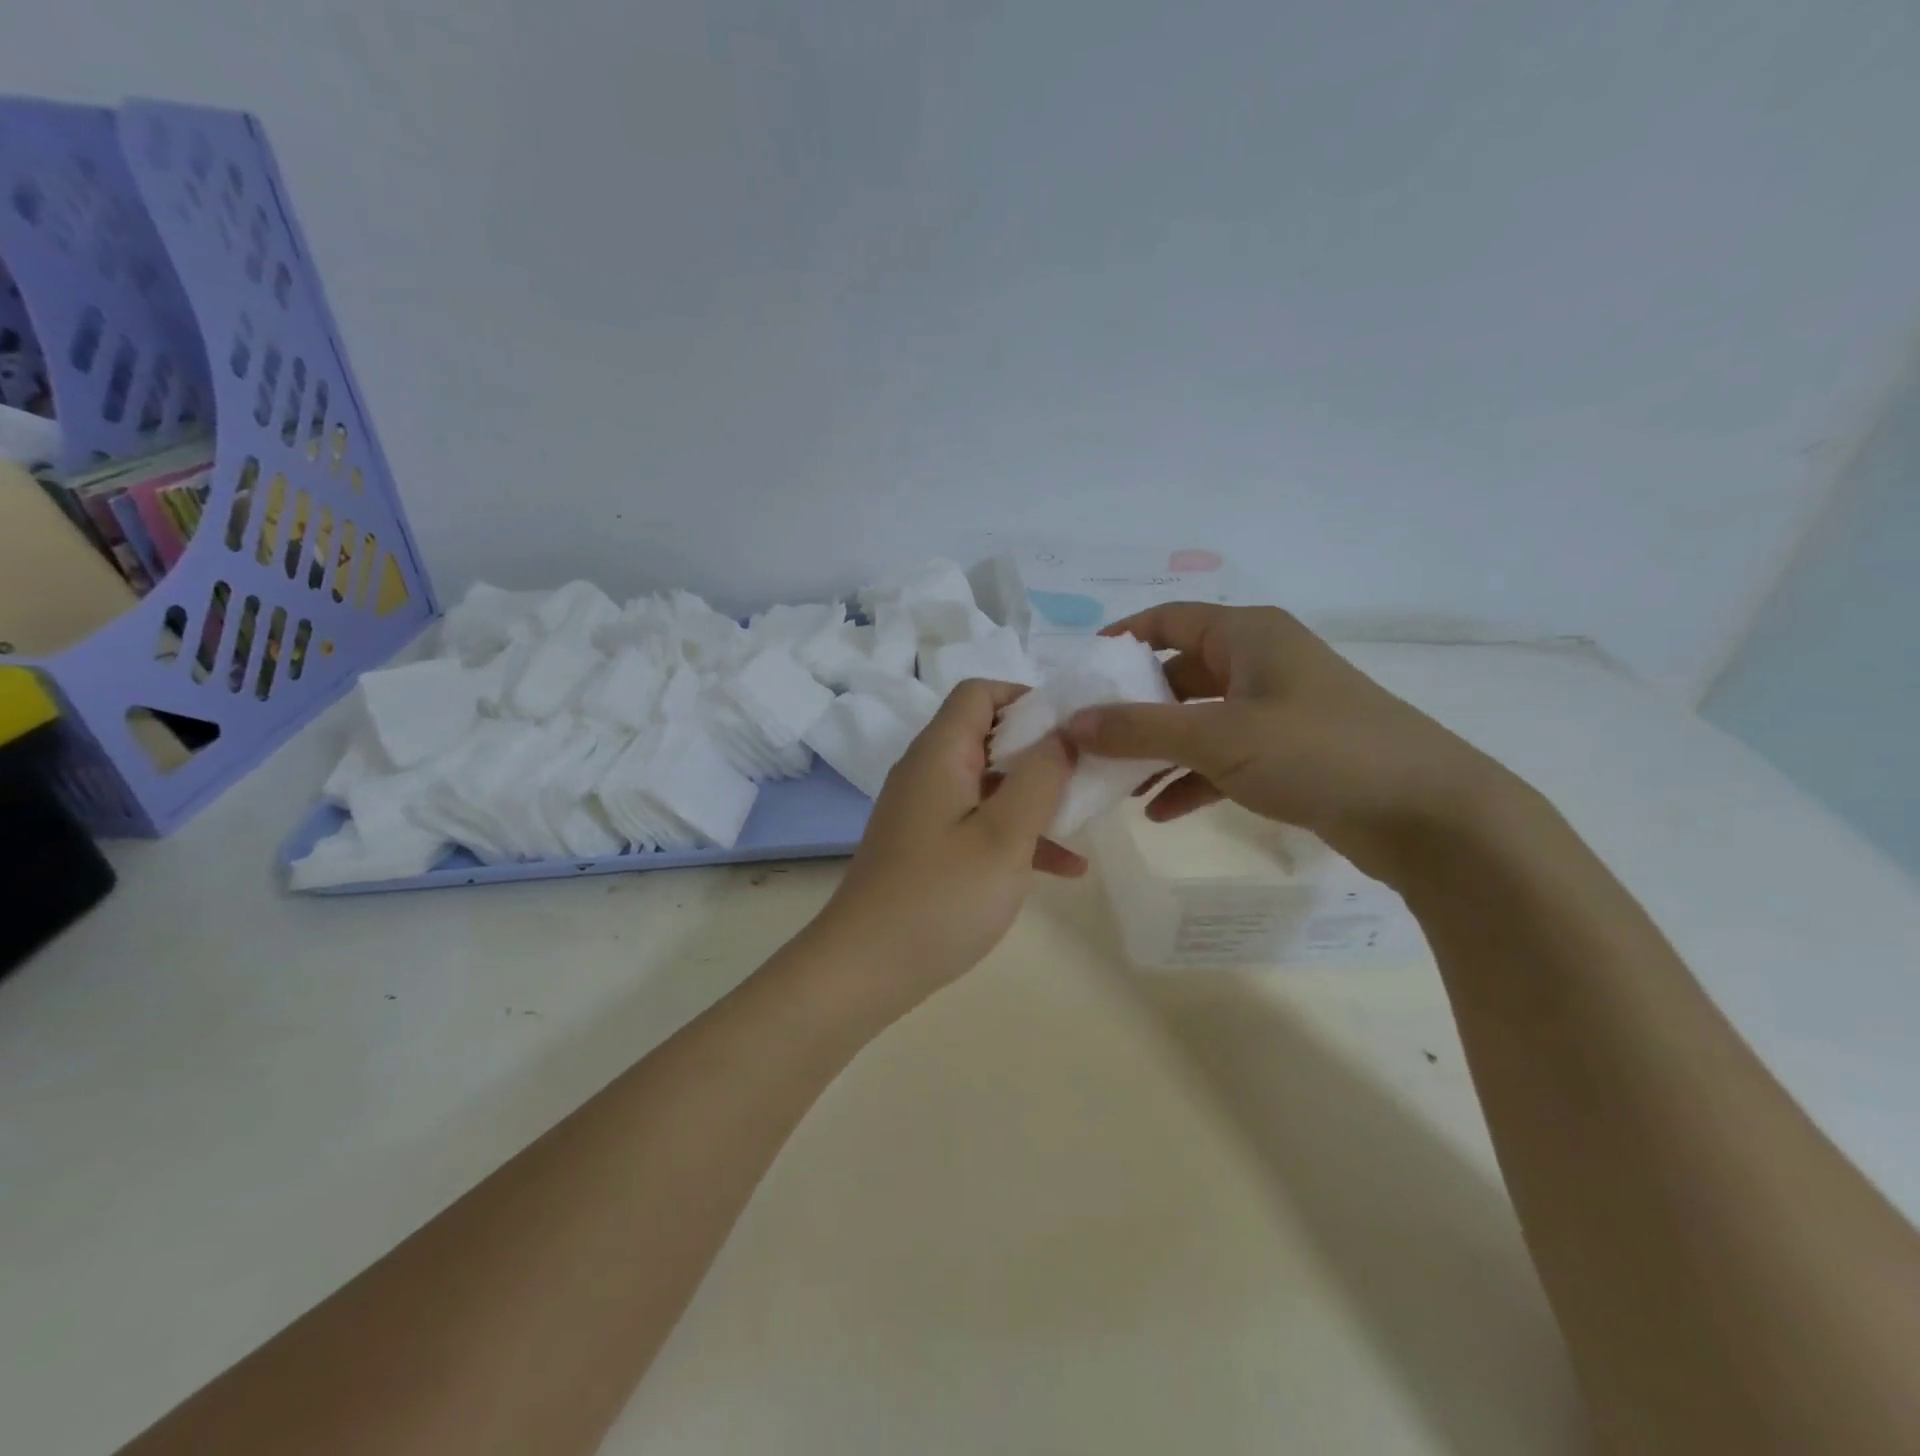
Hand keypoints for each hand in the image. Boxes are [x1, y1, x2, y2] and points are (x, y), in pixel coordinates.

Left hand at [814, 680, 1082, 1006]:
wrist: (865, 969)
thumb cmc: (941, 898)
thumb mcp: (1005, 836)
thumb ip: (1040, 778)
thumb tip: (1062, 734)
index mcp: (939, 754)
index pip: (979, 693)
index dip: (1027, 698)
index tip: (1072, 729)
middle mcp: (927, 772)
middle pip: (987, 736)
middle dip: (1042, 751)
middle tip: (1090, 773)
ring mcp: (925, 812)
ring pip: (989, 784)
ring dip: (1036, 797)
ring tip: (1087, 819)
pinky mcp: (927, 847)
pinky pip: (978, 823)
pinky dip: (1016, 835)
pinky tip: (1064, 870)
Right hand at [1063, 604, 1516, 883]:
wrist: (1428, 815)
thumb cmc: (1317, 751)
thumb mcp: (1218, 736)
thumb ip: (1139, 728)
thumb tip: (1071, 722)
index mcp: (1247, 635)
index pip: (1168, 619)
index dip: (1120, 639)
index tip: (1079, 673)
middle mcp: (1260, 663)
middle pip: (1177, 674)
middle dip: (1132, 708)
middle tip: (1088, 738)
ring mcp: (1277, 711)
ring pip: (1198, 722)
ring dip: (1157, 751)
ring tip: (1115, 784)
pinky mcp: (1289, 755)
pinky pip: (1223, 759)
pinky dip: (1190, 780)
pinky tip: (1159, 812)